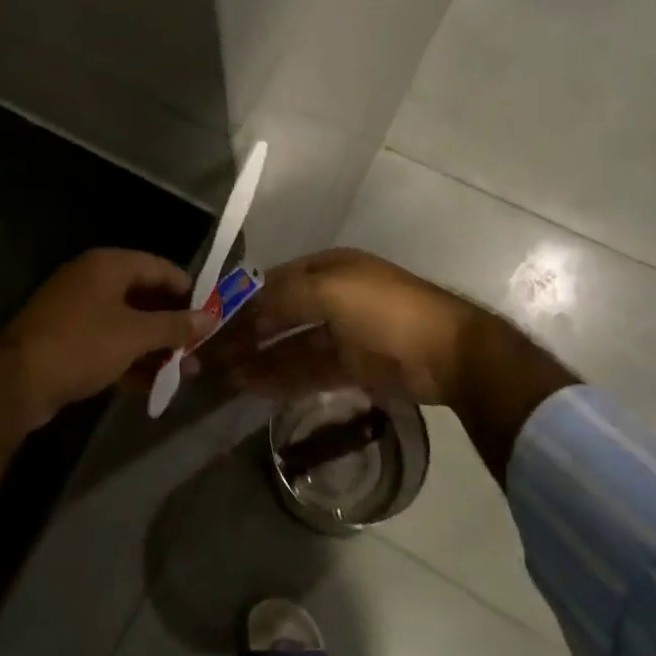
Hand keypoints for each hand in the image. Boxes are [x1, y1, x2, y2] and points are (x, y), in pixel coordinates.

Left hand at [0, 248, 215, 429]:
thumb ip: (174, 325)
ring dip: (156, 346)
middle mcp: (93, 280)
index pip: (159, 266)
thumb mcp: (135, 335)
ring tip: (186, 372)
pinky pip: (109, 343)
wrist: (16, 382)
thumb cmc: (82, 344)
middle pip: (144, 296)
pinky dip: (131, 359)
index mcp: (108, 265)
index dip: (188, 289)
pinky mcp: (68, 340)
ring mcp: (78, 310)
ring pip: (128, 323)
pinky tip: (155, 385)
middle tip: (199, 347)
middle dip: (173, 324)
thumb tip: (211, 317)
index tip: (211, 312)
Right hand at [203, 249, 485, 405]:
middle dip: (244, 333)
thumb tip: (244, 307)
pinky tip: (252, 387)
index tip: (209, 321)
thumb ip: (284, 296)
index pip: (272, 282)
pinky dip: (279, 378)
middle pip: (278, 315)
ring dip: (256, 359)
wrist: (448, 353)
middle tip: (208, 356)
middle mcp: (330, 297)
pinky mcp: (351, 367)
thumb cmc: (385, 309)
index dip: (241, 300)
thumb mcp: (331, 290)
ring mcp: (341, 334)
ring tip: (221, 376)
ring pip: (289, 346)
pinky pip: (306, 371)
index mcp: (327, 269)